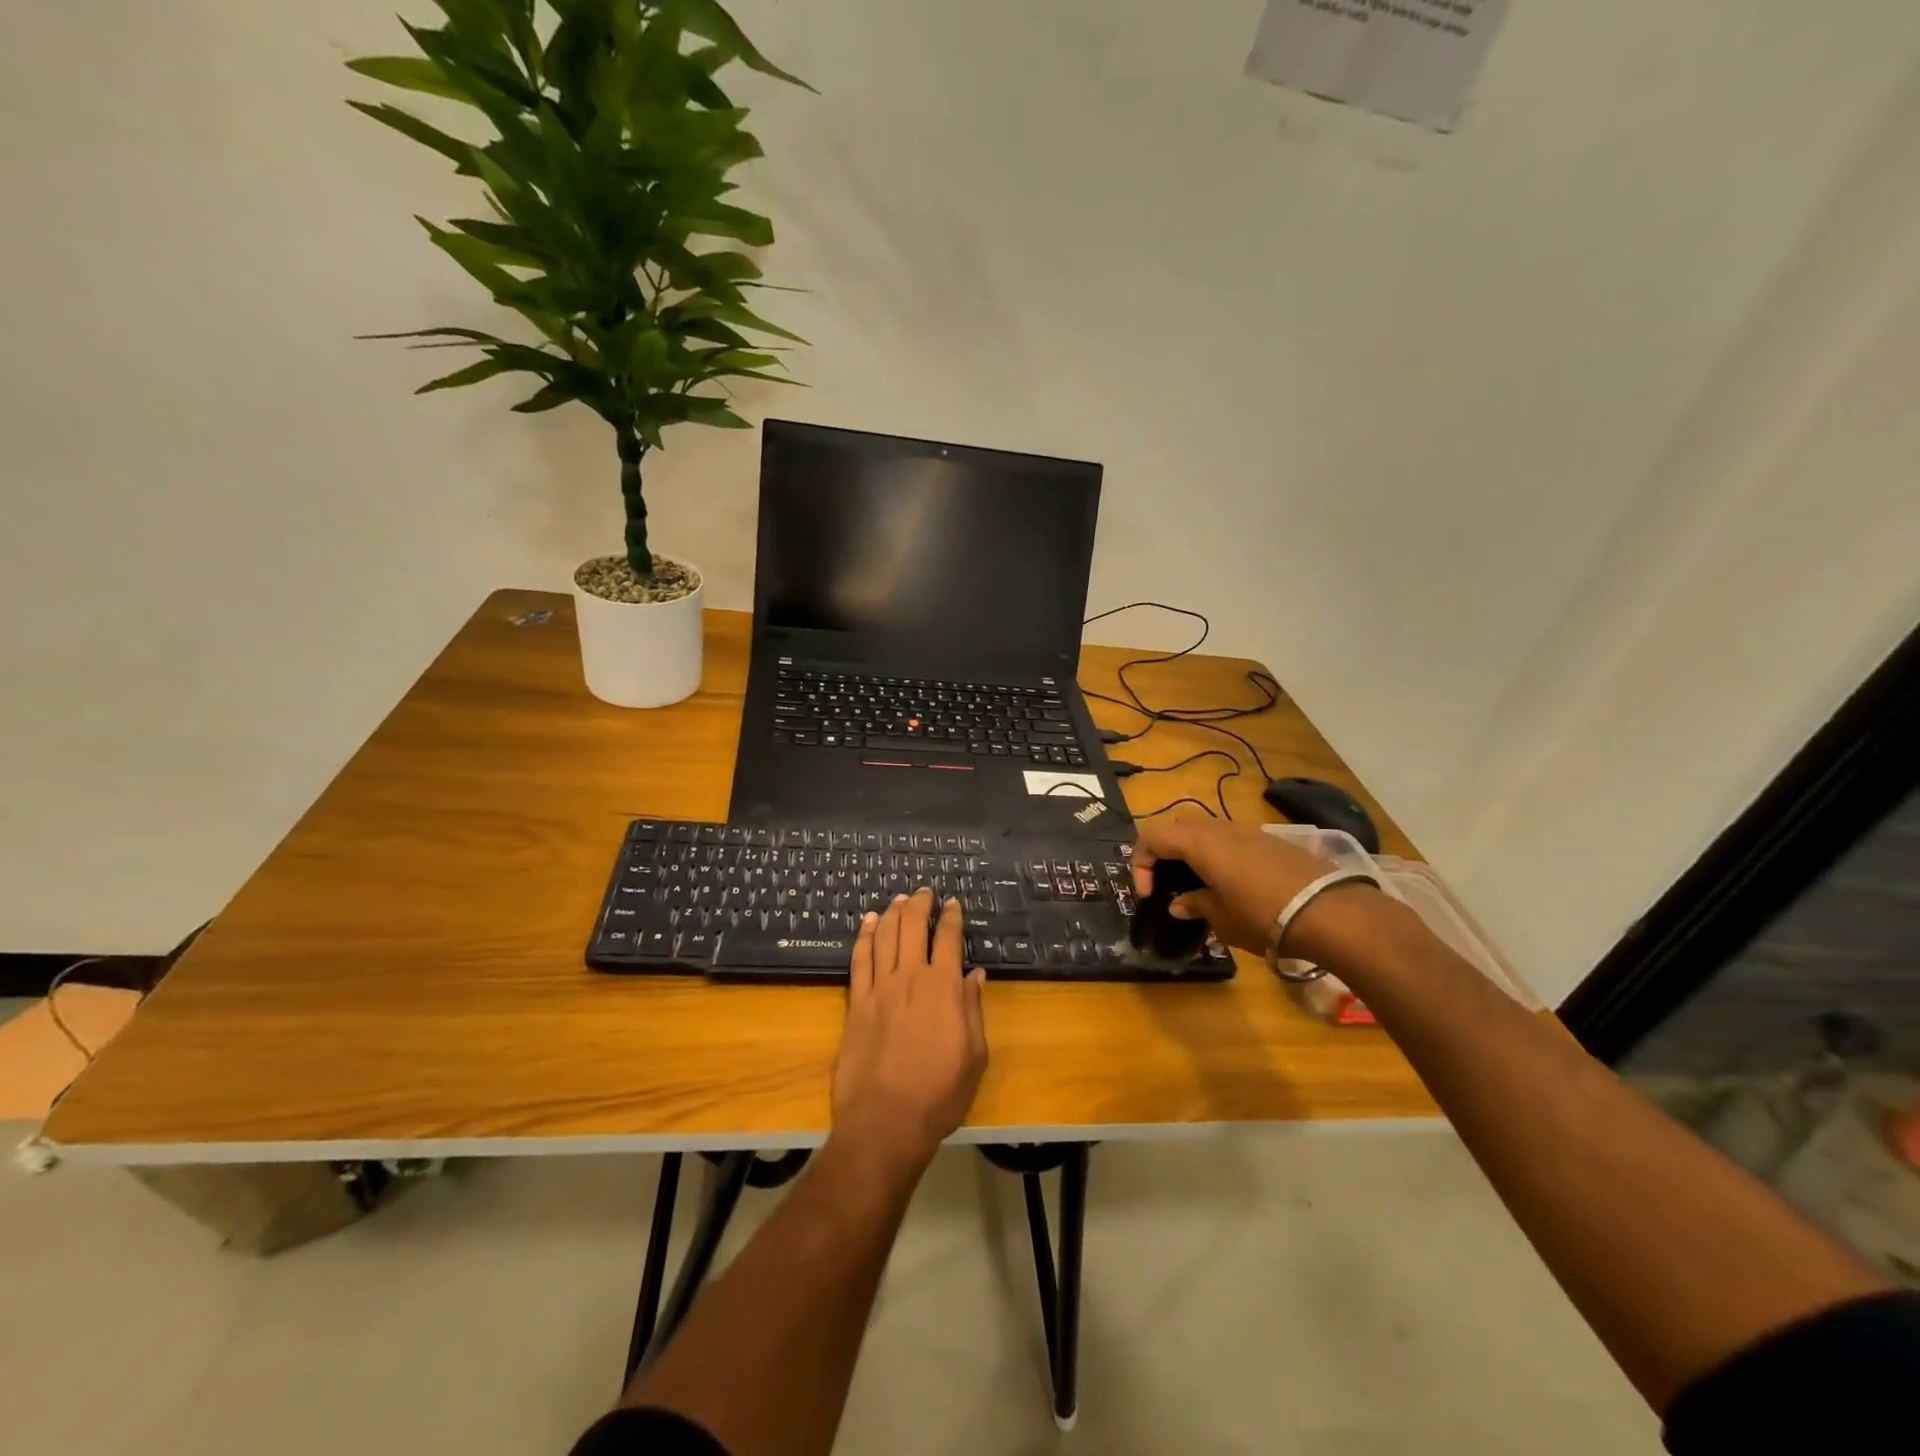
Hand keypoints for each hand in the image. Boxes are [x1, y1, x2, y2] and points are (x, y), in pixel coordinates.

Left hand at [832, 889, 987, 1174]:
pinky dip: (864, 936)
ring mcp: (880, 988)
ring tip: (898, 900)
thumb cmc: (940, 1093)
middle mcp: (911, 978)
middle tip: (924, 892)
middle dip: (920, 904)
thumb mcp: (974, 1055)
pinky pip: (859, 959)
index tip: (953, 903)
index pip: (949, 939)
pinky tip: (867, 923)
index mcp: (945, 988)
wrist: (886, 1121)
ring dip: (892, 913)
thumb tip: (975, 974)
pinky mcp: (857, 1003)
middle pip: (913, 927)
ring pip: (885, 936)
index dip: (952, 917)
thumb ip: (973, 1009)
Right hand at [1132, 815, 1358, 959]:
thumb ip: (1195, 905)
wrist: (1329, 912)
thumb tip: (1178, 904)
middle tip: (1167, 883)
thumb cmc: (1262, 915)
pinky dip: (1219, 855)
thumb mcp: (1221, 918)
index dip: (1140, 863)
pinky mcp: (1270, 841)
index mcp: (1198, 843)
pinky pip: (1231, 839)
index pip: (1151, 837)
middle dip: (1165, 852)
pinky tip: (1232, 885)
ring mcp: (1247, 831)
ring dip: (1193, 852)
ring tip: (1199, 885)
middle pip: (1177, 827)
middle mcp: (1219, 828)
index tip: (1148, 895)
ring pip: (1206, 830)